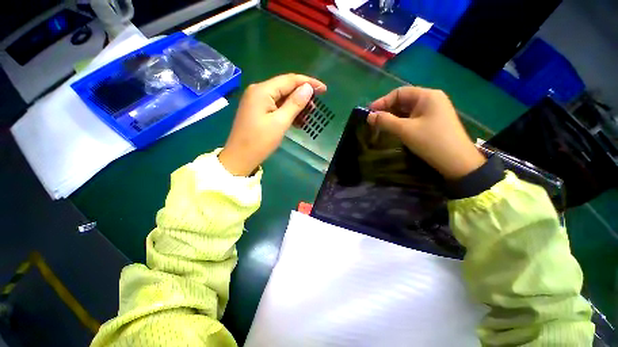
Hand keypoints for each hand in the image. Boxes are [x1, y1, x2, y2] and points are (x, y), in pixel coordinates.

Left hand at [219, 74, 326, 175]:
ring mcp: (256, 101)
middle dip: (302, 95)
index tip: (324, 89)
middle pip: (285, 87)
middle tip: (316, 106)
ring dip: (296, 105)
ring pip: (281, 98)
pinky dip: (287, 112)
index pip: (289, 80)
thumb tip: (308, 88)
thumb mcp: (280, 123)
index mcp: (262, 90)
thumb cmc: (260, 141)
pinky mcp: (257, 111)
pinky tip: (297, 120)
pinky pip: (276, 107)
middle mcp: (258, 91)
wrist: (240, 158)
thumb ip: (294, 104)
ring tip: (308, 115)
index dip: (308, 82)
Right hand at [368, 86, 485, 179]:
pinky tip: (393, 129)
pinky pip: (413, 118)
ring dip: (393, 116)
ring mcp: (434, 111)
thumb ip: (385, 121)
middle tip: (373, 120)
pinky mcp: (433, 122)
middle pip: (404, 100)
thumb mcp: (404, 130)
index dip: (382, 101)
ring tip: (380, 125)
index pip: (399, 92)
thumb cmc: (431, 141)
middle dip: (387, 109)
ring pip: (408, 110)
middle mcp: (431, 100)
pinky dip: (401, 122)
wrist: (457, 162)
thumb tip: (369, 116)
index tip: (369, 113)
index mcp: (427, 96)